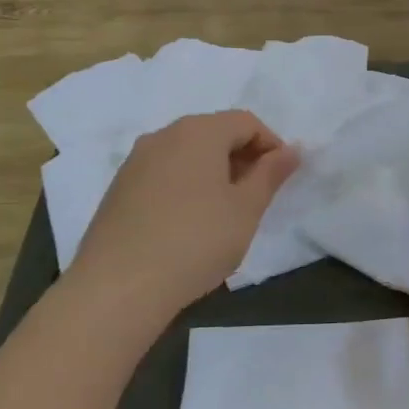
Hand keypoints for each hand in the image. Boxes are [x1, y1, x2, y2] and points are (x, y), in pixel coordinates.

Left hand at [69, 111, 299, 331]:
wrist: (118, 287)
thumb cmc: (195, 241)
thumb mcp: (246, 210)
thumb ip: (271, 174)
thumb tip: (291, 150)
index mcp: (199, 131)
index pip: (246, 122)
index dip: (271, 145)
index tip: (280, 179)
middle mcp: (164, 135)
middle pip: (214, 132)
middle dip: (241, 157)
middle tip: (256, 197)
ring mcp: (136, 161)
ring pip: (187, 153)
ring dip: (213, 172)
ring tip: (223, 213)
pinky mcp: (118, 188)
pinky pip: (163, 173)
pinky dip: (185, 186)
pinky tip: (187, 224)